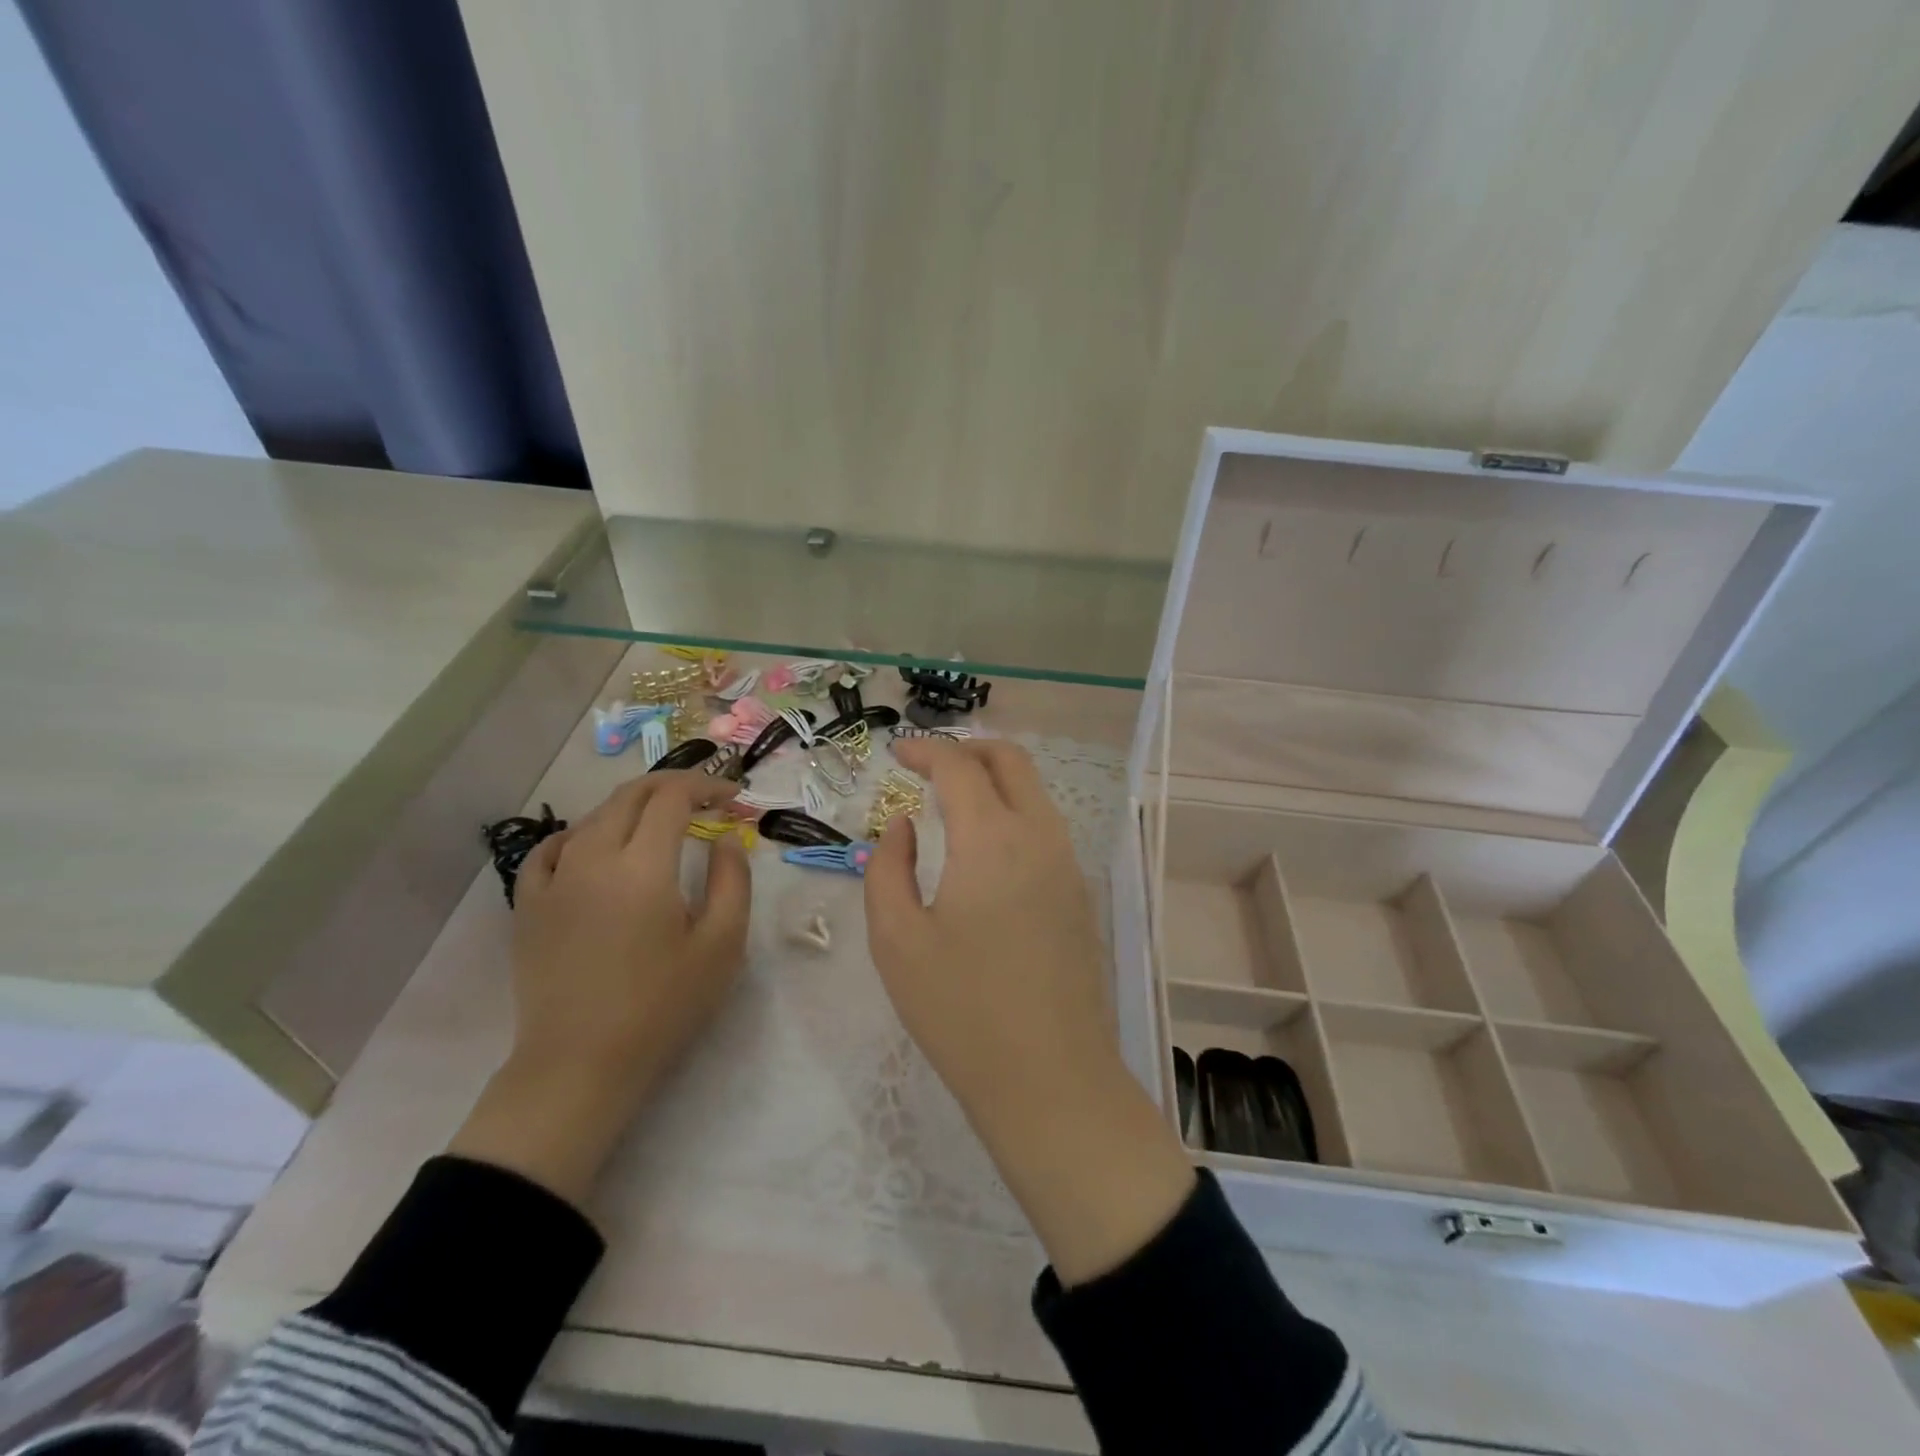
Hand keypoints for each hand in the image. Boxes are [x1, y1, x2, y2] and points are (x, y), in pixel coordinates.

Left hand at [449, 771, 750, 1206]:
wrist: (580, 1065)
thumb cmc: (662, 1007)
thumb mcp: (721, 946)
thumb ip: (732, 880)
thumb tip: (725, 838)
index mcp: (643, 867)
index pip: (673, 797)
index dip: (706, 786)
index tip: (733, 797)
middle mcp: (593, 858)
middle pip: (631, 795)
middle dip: (672, 785)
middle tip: (704, 798)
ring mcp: (554, 880)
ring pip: (593, 817)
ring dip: (633, 807)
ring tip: (660, 822)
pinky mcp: (529, 906)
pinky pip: (550, 849)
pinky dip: (581, 833)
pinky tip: (594, 846)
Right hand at [865, 740, 1193, 1283]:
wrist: (1051, 1079)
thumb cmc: (961, 1010)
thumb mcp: (897, 939)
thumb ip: (888, 867)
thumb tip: (904, 826)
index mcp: (992, 838)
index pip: (959, 765)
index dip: (925, 750)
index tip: (896, 755)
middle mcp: (1039, 836)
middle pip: (1011, 760)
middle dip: (968, 749)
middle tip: (927, 766)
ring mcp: (1068, 864)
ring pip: (1034, 792)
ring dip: (994, 780)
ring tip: (951, 803)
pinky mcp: (1079, 894)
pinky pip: (1045, 827)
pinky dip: (1012, 812)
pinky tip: (984, 850)